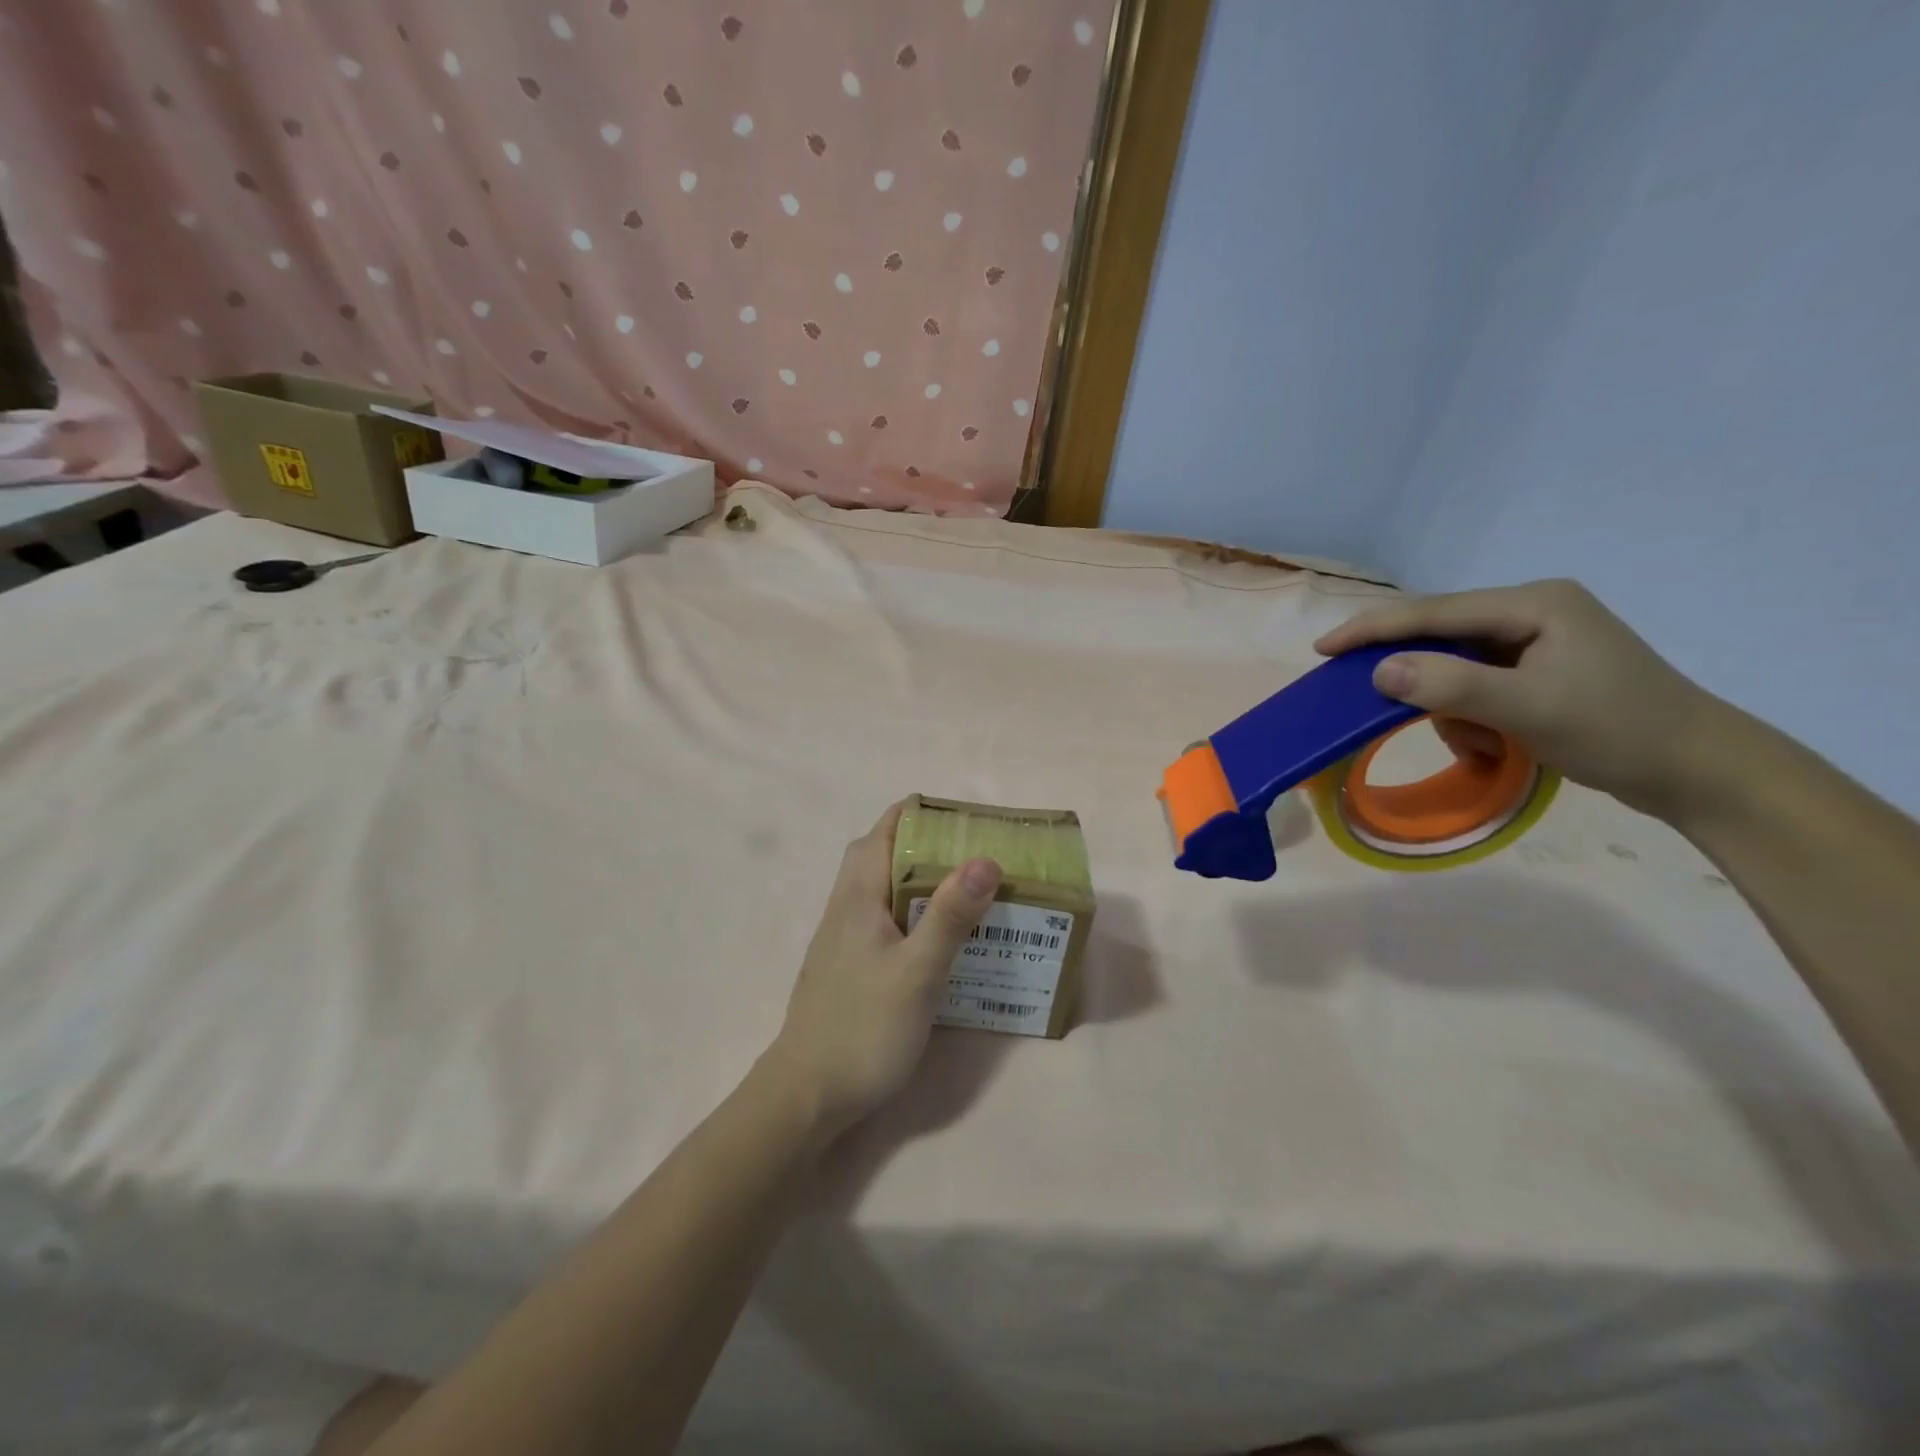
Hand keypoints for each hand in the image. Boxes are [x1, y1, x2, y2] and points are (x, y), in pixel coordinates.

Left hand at [767, 802, 1000, 1139]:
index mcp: (858, 896)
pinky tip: (936, 938)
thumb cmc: (864, 1027)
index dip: (921, 814)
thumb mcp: (918, 971)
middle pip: (880, 854)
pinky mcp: (846, 966)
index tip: (965, 819)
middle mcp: (845, 907)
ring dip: (917, 878)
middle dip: (923, 843)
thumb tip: (985, 859)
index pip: (885, 831)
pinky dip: (910, 911)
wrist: (806, 1095)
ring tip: (964, 889)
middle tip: (971, 853)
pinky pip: (881, 919)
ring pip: (880, 889)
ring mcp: (842, 938)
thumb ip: (950, 915)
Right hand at [1314, 579, 1726, 820]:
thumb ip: (1452, 685)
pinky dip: (1472, 718)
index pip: (1433, 612)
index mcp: (1533, 604)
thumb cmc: (1617, 731)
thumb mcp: (1528, 708)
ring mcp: (1538, 642)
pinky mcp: (1540, 671)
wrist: (1698, 771)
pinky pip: (1476, 687)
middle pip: (1441, 638)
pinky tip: (1493, 745)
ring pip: (1454, 669)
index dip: (1373, 630)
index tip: (1323, 649)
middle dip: (1419, 682)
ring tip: (1480, 746)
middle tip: (1377, 707)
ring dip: (1452, 710)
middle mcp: (1531, 612)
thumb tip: (1381, 670)